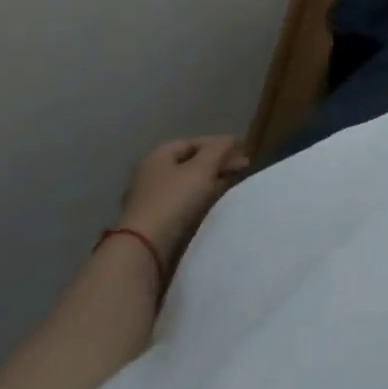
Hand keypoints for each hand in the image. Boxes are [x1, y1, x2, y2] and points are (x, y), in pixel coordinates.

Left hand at [116, 136, 250, 268]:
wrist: (145, 248)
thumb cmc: (173, 200)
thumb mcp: (201, 169)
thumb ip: (217, 150)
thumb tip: (230, 139)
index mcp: (158, 156)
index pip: (192, 143)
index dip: (218, 144)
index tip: (242, 150)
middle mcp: (150, 174)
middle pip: (189, 163)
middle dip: (216, 164)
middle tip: (242, 168)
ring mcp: (150, 200)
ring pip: (186, 185)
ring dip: (210, 183)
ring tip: (232, 185)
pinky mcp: (154, 222)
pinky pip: (182, 204)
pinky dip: (200, 200)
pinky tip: (213, 204)